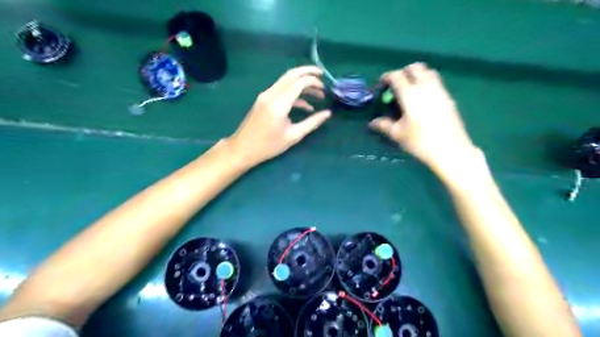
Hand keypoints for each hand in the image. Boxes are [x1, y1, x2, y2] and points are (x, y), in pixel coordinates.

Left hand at [227, 66, 330, 166]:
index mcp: (278, 104)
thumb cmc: (268, 146)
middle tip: (322, 76)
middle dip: (308, 73)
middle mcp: (270, 94)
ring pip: (286, 81)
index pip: (298, 83)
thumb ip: (312, 123)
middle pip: (291, 75)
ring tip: (318, 94)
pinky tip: (306, 106)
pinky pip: (281, 90)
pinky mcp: (263, 100)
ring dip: (302, 84)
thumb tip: (327, 113)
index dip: (313, 81)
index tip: (325, 87)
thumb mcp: (293, 136)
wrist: (242, 149)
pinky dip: (294, 93)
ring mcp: (265, 96)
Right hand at [368, 61, 476, 169]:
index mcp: (410, 94)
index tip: (382, 84)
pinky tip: (423, 99)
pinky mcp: (449, 98)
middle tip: (396, 85)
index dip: (387, 77)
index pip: (397, 76)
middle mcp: (426, 87)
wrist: (450, 150)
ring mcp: (440, 91)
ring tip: (410, 90)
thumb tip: (372, 123)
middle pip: (415, 68)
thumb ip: (384, 125)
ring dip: (417, 75)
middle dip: (403, 72)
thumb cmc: (419, 141)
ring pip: (428, 72)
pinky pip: (436, 82)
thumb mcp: (398, 134)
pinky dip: (427, 83)